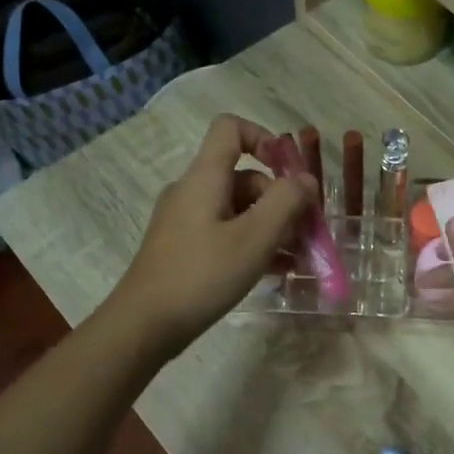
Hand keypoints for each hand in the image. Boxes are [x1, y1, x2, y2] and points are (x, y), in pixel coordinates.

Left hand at [107, 114, 317, 354]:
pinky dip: (254, 244)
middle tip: (308, 233)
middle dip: (281, 200)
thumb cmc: (202, 275)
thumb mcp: (254, 238)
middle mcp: (193, 191)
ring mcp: (187, 221)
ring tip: (301, 258)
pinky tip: (279, 271)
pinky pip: (228, 234)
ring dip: (273, 227)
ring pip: (240, 210)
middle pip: (245, 176)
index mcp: (205, 178)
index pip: (231, 129)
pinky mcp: (186, 249)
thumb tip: (305, 180)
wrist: (145, 324)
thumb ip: (286, 202)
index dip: (265, 138)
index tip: (290, 173)